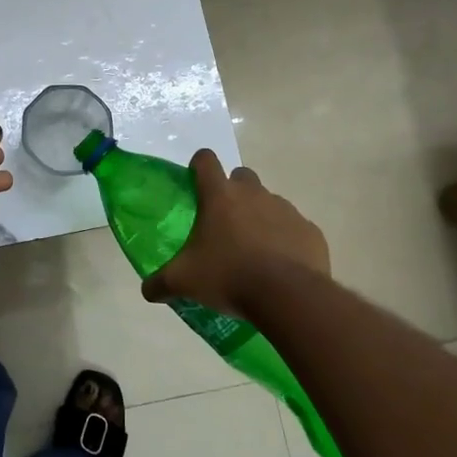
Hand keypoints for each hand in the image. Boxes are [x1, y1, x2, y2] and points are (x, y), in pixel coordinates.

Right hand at [144, 150, 328, 320]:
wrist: (288, 296)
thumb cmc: (228, 276)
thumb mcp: (184, 281)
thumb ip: (161, 282)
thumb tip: (147, 291)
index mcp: (220, 196)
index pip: (206, 161)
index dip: (199, 166)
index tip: (196, 181)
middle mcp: (253, 194)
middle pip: (242, 176)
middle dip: (234, 191)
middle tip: (225, 221)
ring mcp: (286, 210)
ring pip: (270, 202)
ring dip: (261, 217)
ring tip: (254, 250)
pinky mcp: (310, 231)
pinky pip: (295, 229)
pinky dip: (287, 240)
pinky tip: (281, 266)